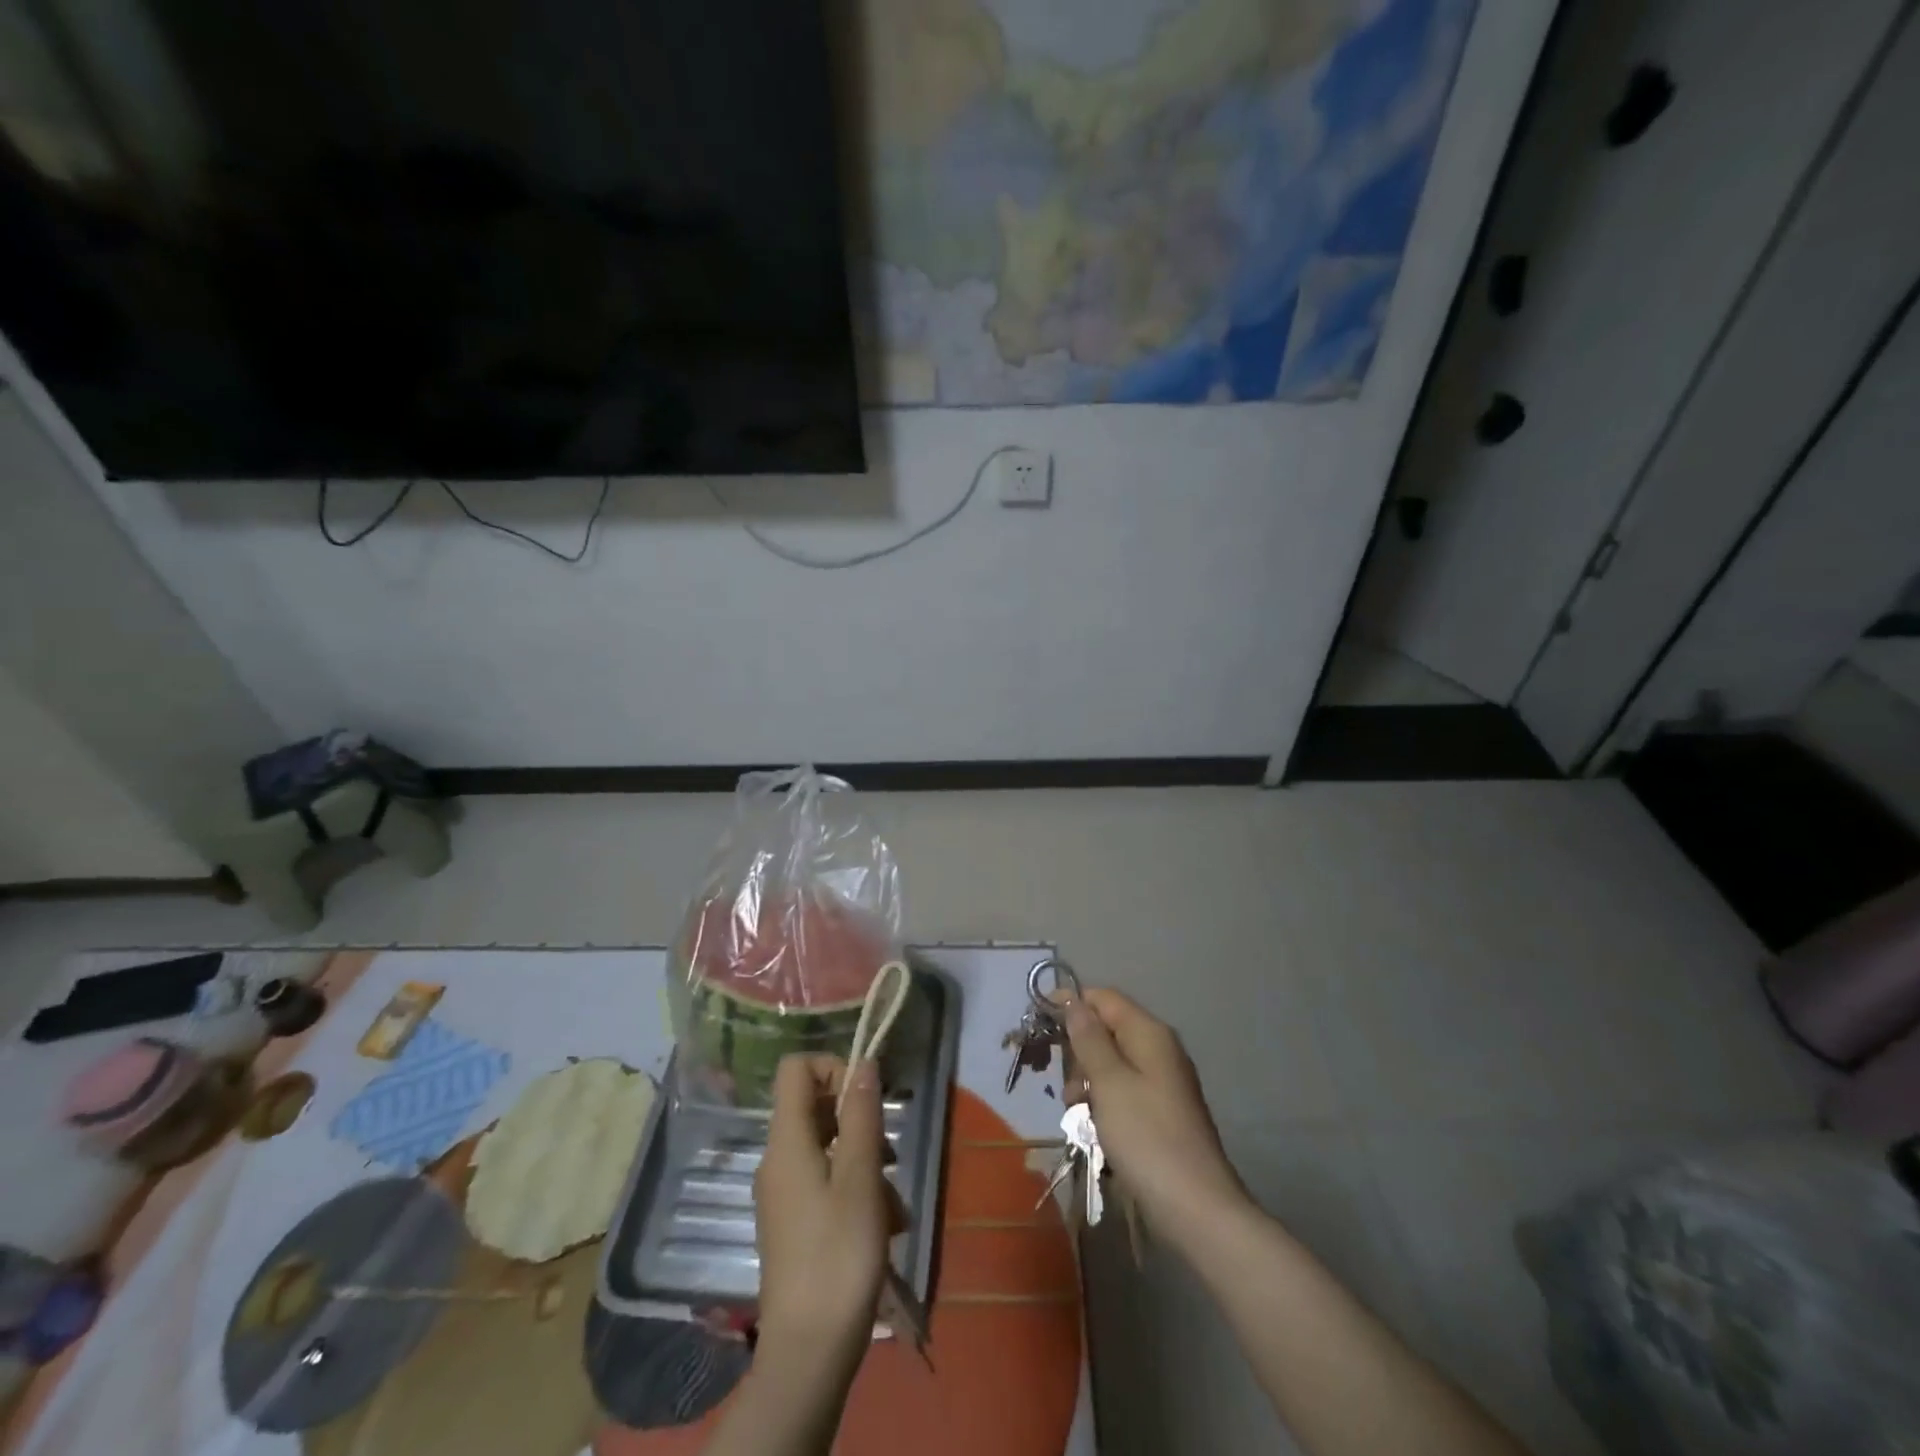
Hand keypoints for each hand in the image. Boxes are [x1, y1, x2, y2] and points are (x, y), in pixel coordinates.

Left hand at [753, 1054, 891, 1374]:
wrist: (808, 1353)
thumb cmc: (838, 1256)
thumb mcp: (860, 1178)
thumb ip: (862, 1114)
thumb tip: (863, 1062)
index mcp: (786, 1141)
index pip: (795, 1068)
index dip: (832, 1067)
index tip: (865, 1098)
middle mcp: (777, 1160)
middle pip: (815, 1107)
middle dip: (859, 1121)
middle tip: (890, 1156)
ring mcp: (783, 1193)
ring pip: (828, 1148)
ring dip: (866, 1162)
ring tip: (894, 1205)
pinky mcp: (794, 1223)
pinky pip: (825, 1183)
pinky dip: (855, 1191)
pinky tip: (884, 1227)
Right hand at [1063, 988, 1246, 1240]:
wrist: (1196, 1208)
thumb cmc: (1146, 1137)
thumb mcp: (1108, 1083)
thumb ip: (1088, 1038)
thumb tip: (1073, 1001)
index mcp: (1149, 1033)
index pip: (1104, 998)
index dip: (1071, 1003)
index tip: (1039, 1021)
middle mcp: (1160, 1050)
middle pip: (1108, 1030)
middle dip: (1079, 1052)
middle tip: (1065, 1087)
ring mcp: (1164, 1082)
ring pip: (1112, 1064)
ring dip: (1088, 1083)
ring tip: (1077, 1114)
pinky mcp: (1162, 1112)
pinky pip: (1124, 1091)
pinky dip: (1105, 1103)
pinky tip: (1095, 1129)